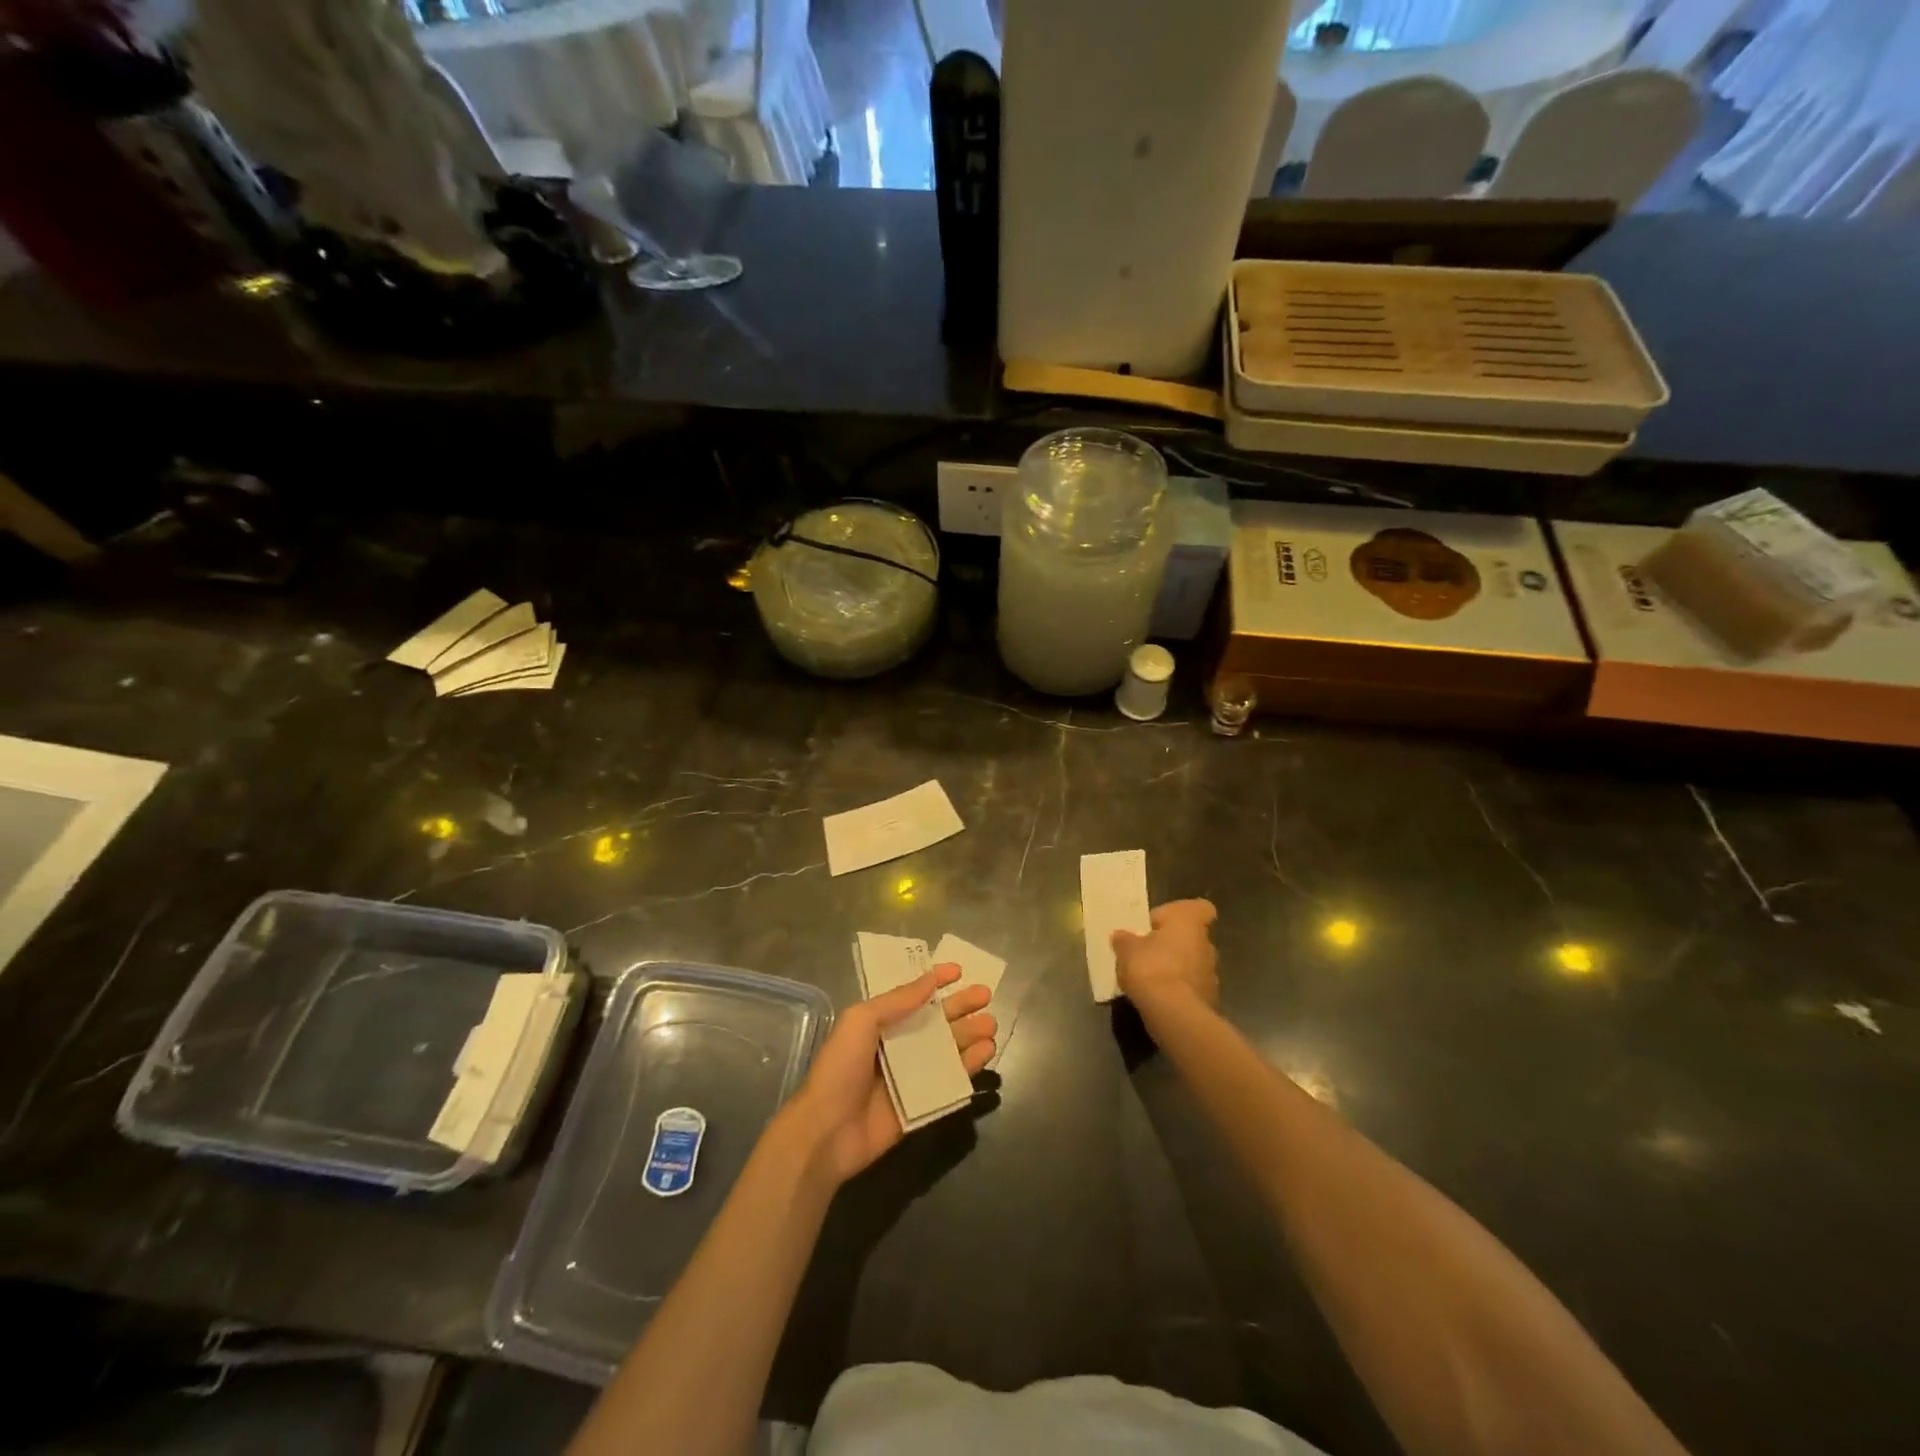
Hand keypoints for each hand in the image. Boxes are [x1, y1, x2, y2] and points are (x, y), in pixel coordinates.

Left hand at [788, 964, 995, 1186]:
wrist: (828, 1131)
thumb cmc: (840, 1068)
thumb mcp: (861, 1021)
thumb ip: (896, 1000)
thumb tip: (930, 980)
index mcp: (879, 1024)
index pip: (912, 997)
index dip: (934, 982)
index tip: (958, 971)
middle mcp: (897, 1046)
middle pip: (936, 1022)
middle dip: (961, 1007)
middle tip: (986, 995)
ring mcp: (911, 1076)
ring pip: (947, 1050)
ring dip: (969, 1035)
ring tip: (991, 1025)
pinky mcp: (921, 1104)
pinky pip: (950, 1082)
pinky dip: (969, 1067)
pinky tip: (985, 1053)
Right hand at [1113, 899, 1219, 1019]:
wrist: (1174, 1014)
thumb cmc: (1150, 968)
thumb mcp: (1126, 950)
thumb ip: (1124, 940)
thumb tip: (1121, 936)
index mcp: (1188, 922)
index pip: (1200, 908)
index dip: (1183, 913)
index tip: (1162, 923)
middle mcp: (1206, 944)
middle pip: (1191, 937)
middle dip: (1172, 944)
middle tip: (1146, 952)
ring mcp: (1211, 974)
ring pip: (1192, 963)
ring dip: (1175, 968)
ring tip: (1148, 979)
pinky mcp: (1209, 1000)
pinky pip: (1190, 987)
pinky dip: (1177, 990)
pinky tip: (1157, 998)